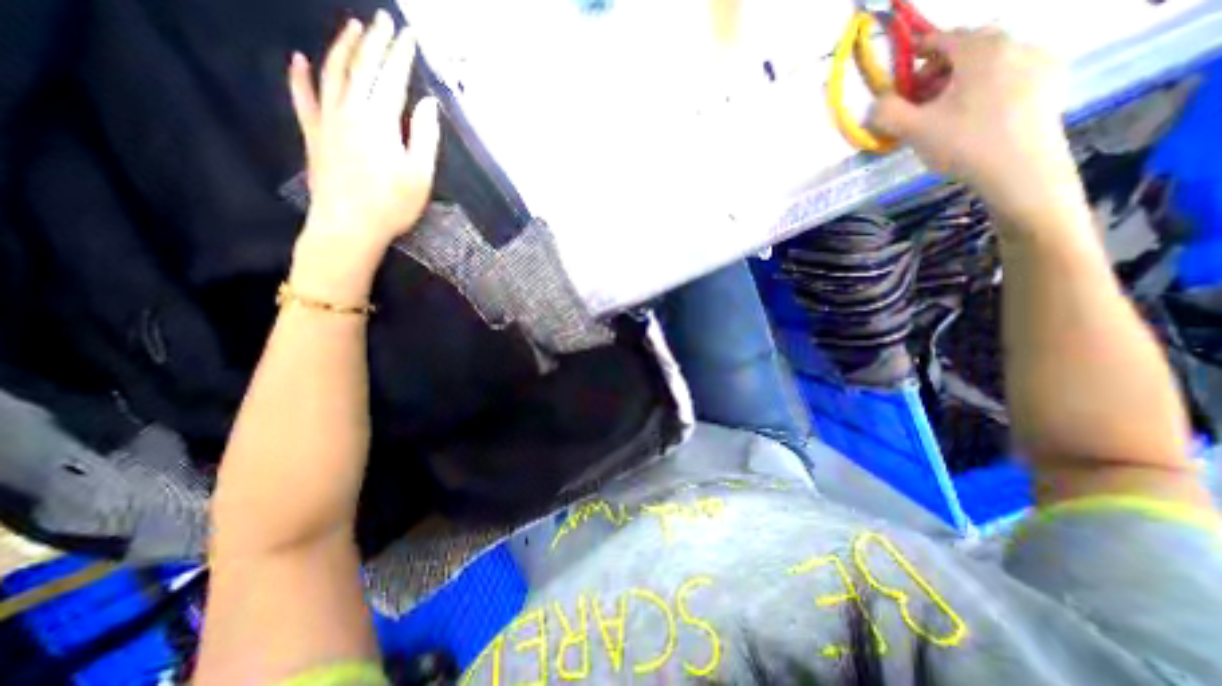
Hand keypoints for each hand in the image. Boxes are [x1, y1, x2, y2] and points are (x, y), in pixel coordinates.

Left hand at [284, 12, 439, 299]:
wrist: (349, 226)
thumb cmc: (392, 204)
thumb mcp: (420, 175)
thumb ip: (424, 136)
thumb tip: (427, 104)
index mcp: (380, 121)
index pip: (392, 78)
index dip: (401, 56)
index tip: (409, 36)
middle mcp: (350, 110)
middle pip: (363, 68)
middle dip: (375, 42)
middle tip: (383, 20)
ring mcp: (327, 120)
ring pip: (333, 74)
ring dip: (343, 48)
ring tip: (353, 28)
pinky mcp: (313, 134)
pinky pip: (303, 98)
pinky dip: (300, 76)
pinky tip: (298, 58)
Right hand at [868, 27, 1077, 228]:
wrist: (1019, 167)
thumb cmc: (962, 143)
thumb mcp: (913, 130)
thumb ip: (888, 113)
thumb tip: (876, 104)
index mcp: (981, 50)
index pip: (945, 37)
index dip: (920, 49)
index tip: (906, 68)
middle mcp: (1015, 43)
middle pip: (971, 45)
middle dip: (942, 66)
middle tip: (924, 94)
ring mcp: (1039, 59)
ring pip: (993, 58)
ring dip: (965, 75)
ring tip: (948, 106)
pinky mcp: (1051, 80)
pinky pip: (1012, 71)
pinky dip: (989, 82)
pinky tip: (978, 110)